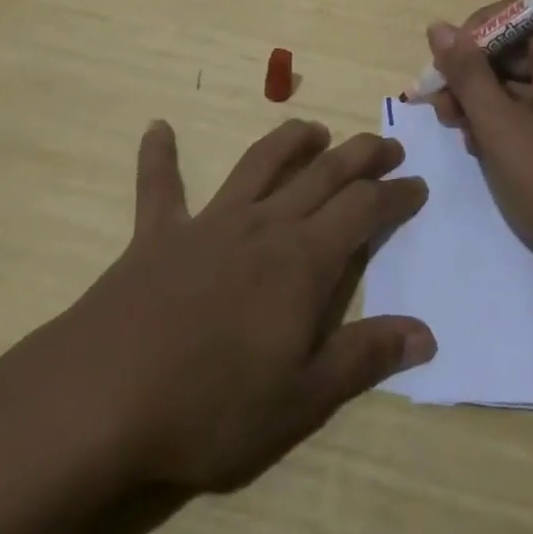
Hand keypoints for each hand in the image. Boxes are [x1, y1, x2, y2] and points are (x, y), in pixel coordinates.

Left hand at [7, 119, 433, 492]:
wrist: (106, 395)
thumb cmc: (213, 405)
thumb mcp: (301, 398)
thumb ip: (364, 357)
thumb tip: (425, 333)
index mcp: (302, 260)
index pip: (363, 210)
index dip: (395, 195)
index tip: (417, 185)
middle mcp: (263, 224)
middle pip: (323, 173)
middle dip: (360, 155)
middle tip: (385, 145)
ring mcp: (209, 221)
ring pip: (259, 163)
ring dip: (290, 141)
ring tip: (313, 130)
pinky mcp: (159, 232)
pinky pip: (160, 185)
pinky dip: (160, 156)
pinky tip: (157, 129)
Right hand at [429, 8, 532, 280]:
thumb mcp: (499, 127)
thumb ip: (466, 73)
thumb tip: (438, 27)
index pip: (513, 13)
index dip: (473, 34)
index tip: (445, 69)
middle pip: (516, 47)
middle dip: (473, 73)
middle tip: (442, 110)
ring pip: (523, 79)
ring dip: (485, 99)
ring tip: (459, 133)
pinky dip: (508, 118)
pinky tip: (486, 147)